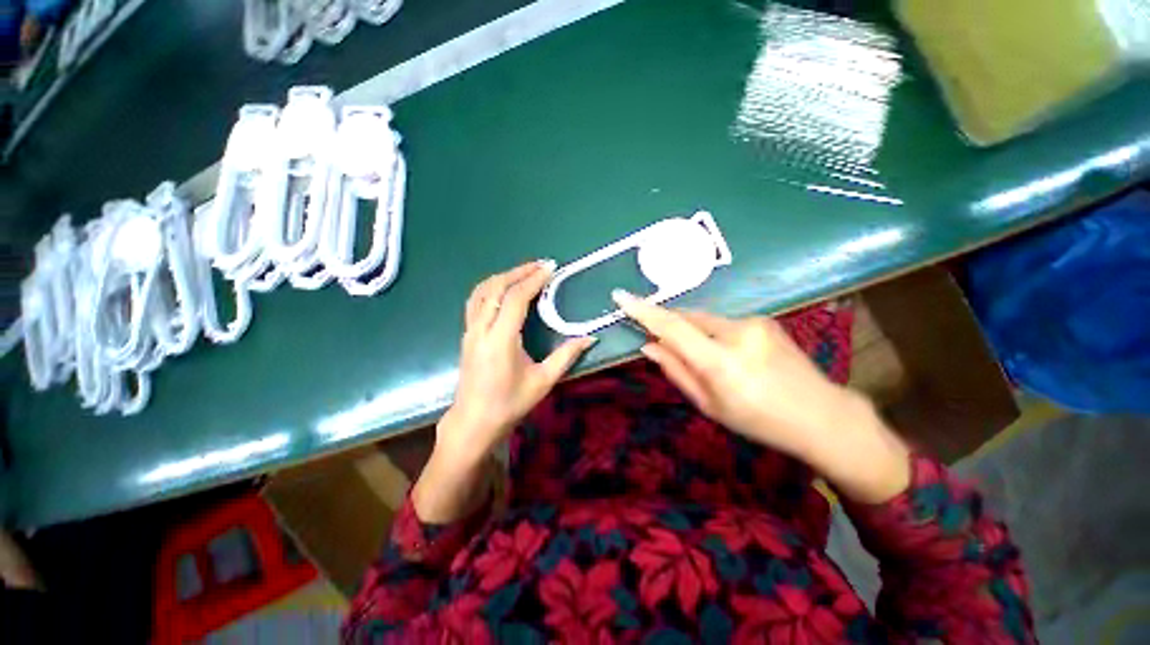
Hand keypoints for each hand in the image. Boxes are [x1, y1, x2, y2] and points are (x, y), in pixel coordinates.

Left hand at [414, 261, 595, 521]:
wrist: (474, 422)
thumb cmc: (509, 404)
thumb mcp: (543, 381)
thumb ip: (566, 356)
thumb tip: (589, 338)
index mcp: (500, 340)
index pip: (516, 298)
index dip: (533, 280)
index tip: (550, 268)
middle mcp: (481, 329)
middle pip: (496, 288)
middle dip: (519, 272)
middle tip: (540, 265)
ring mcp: (470, 330)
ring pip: (481, 291)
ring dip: (503, 277)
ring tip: (524, 272)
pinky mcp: (467, 334)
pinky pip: (475, 301)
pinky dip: (491, 287)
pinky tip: (504, 289)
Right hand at [612, 290, 908, 502]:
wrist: (822, 416)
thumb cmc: (759, 421)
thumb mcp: (709, 405)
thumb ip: (675, 371)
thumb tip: (648, 346)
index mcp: (721, 363)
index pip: (672, 327)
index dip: (643, 311)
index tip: (620, 297)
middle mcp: (738, 334)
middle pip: (686, 318)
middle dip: (668, 324)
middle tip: (660, 343)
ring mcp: (754, 322)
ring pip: (704, 319)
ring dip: (692, 331)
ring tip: (703, 358)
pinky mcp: (764, 319)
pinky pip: (722, 321)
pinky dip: (711, 332)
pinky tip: (726, 353)